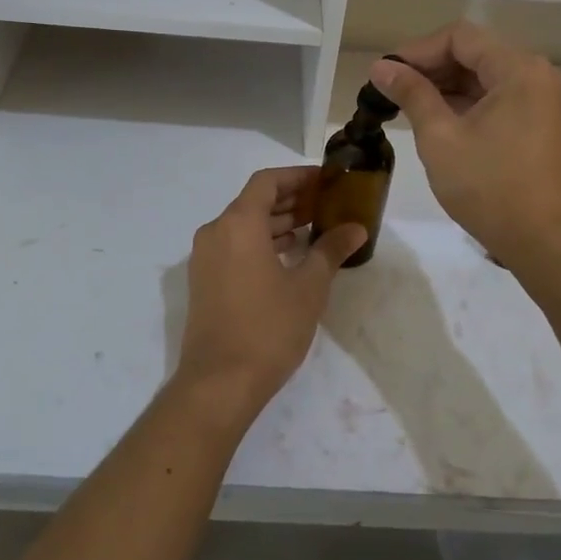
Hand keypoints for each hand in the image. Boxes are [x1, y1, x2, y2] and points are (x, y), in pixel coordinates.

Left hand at [176, 166, 367, 423]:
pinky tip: (288, 256)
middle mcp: (216, 232)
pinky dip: (260, 242)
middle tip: (325, 204)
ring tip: (312, 229)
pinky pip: (234, 246)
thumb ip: (331, 250)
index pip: (267, 182)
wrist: (219, 382)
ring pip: (243, 225)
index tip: (325, 181)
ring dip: (276, 222)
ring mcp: (205, 257)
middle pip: (254, 201)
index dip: (297, 177)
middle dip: (290, 200)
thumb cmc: (268, 328)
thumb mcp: (309, 287)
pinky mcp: (204, 281)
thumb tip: (356, 228)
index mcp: (238, 223)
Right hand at [369, 22, 560, 266]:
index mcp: (518, 69)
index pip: (459, 37)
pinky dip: (465, 103)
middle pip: (474, 53)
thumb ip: (411, 94)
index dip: (417, 50)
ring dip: (445, 86)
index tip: (386, 73)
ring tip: (406, 105)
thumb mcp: (440, 137)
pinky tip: (436, 120)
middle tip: (390, 90)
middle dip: (430, 67)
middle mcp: (536, 75)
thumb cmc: (489, 186)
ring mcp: (541, 100)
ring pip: (484, 76)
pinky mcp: (540, 123)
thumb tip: (381, 67)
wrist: (543, 242)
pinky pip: (497, 98)